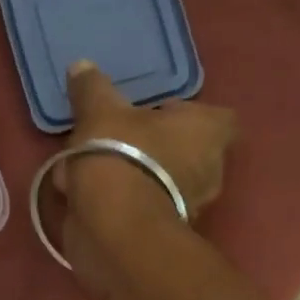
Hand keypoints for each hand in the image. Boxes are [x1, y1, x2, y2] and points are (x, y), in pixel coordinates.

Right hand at [55, 61, 237, 221]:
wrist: (114, 228)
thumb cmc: (120, 155)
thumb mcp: (99, 111)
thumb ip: (92, 88)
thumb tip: (82, 66)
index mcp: (207, 133)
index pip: (218, 117)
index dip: (187, 113)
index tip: (155, 113)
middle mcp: (208, 170)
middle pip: (184, 150)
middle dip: (151, 146)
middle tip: (114, 138)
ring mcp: (187, 207)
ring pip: (159, 180)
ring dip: (130, 174)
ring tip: (86, 169)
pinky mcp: (160, 233)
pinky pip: (140, 207)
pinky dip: (117, 202)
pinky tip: (81, 197)